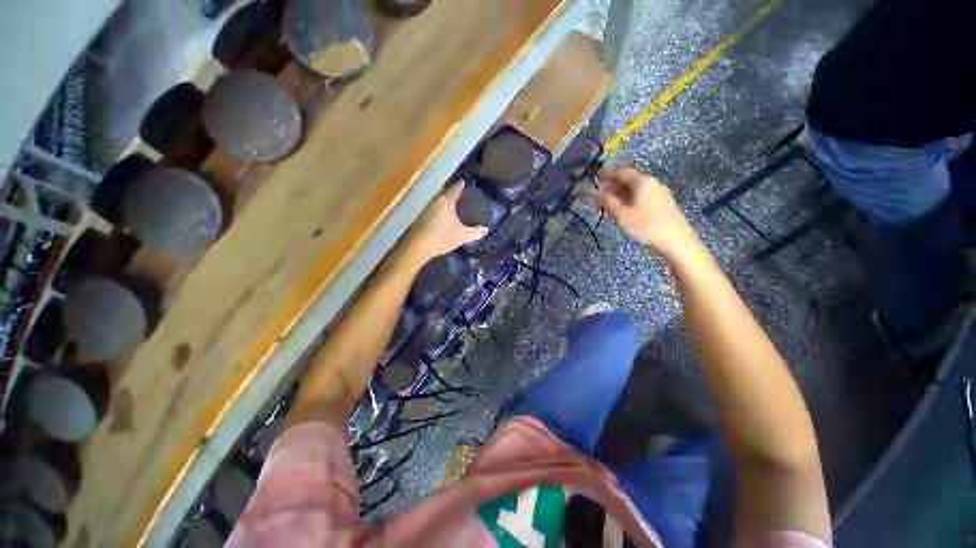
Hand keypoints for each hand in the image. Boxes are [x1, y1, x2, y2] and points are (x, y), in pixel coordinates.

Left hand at [400, 181, 487, 265]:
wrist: (418, 247)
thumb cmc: (442, 237)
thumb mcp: (462, 236)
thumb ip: (475, 232)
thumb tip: (485, 229)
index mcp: (446, 201)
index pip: (455, 188)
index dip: (461, 185)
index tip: (465, 183)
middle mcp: (435, 201)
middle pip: (446, 194)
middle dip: (453, 194)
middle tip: (462, 196)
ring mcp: (426, 209)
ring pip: (438, 202)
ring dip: (445, 203)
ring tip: (454, 207)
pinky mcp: (420, 218)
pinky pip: (433, 210)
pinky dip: (439, 212)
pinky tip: (443, 218)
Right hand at [595, 167, 698, 258]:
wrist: (675, 240)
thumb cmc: (645, 225)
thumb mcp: (621, 214)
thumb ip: (606, 201)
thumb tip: (593, 192)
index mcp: (642, 181)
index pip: (621, 172)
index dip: (606, 173)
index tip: (595, 176)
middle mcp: (652, 182)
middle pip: (629, 179)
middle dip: (613, 184)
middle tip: (599, 192)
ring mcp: (659, 192)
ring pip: (635, 188)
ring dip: (620, 192)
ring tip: (608, 202)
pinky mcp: (662, 202)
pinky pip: (642, 195)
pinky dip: (629, 198)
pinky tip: (624, 208)